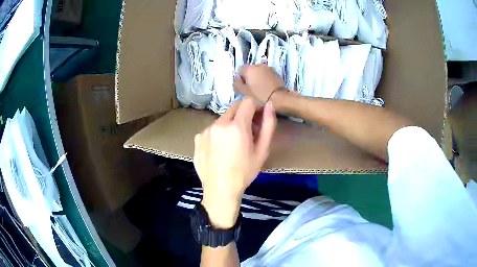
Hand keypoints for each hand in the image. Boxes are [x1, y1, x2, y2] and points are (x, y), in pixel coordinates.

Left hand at [194, 98, 276, 228]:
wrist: (220, 190)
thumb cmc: (244, 172)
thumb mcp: (262, 151)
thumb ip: (268, 125)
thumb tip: (269, 106)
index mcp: (236, 126)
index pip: (247, 101)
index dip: (255, 108)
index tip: (257, 120)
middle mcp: (218, 124)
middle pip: (234, 108)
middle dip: (243, 115)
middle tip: (247, 133)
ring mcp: (205, 130)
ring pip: (222, 119)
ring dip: (230, 125)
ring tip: (232, 145)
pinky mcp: (197, 138)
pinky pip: (211, 129)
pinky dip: (218, 134)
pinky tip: (219, 150)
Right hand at [234, 64, 285, 102]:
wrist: (280, 98)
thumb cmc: (260, 96)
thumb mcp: (244, 93)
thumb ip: (237, 84)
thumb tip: (236, 80)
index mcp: (249, 69)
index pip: (240, 70)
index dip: (240, 78)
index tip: (243, 87)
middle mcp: (259, 65)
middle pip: (250, 70)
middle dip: (249, 77)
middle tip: (251, 89)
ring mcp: (269, 68)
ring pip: (259, 72)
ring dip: (258, 78)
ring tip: (259, 89)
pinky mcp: (276, 73)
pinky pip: (267, 74)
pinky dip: (265, 79)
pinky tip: (267, 88)